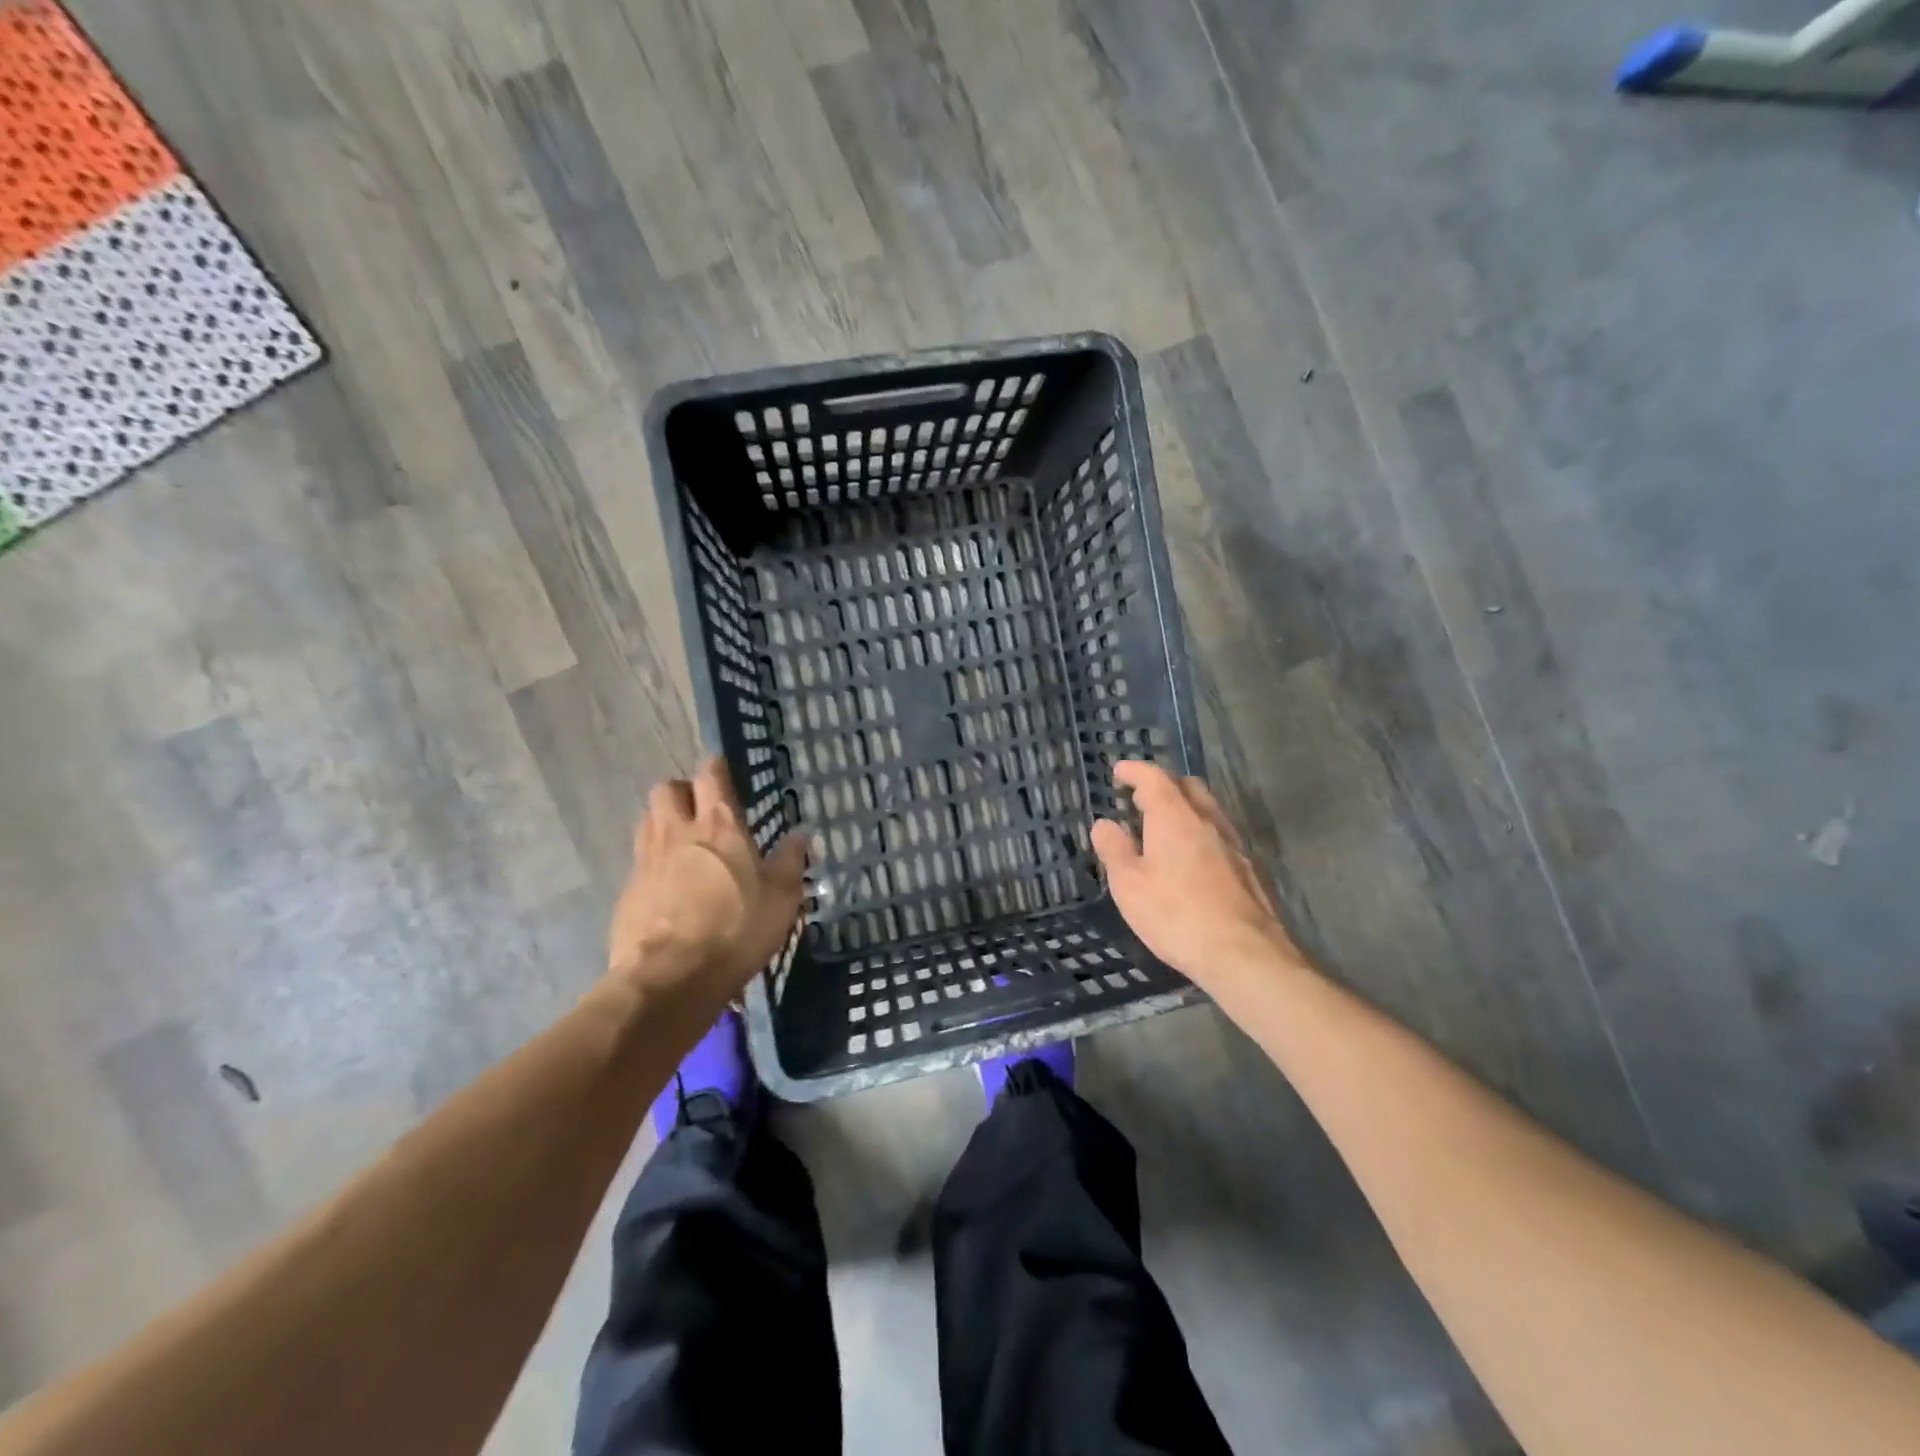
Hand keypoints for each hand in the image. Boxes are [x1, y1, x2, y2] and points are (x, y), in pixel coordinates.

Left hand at [607, 757, 808, 1001]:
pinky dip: (653, 862)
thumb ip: (791, 860)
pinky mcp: (627, 891)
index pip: (711, 773)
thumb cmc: (736, 930)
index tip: (726, 773)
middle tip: (702, 811)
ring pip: (648, 820)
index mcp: (719, 824)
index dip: (717, 768)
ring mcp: (646, 860)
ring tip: (685, 844)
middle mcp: (677, 831)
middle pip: (666, 789)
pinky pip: (639, 860)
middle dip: (683, 792)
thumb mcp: (782, 897)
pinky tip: (669, 886)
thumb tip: (800, 835)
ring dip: (664, 821)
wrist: (671, 979)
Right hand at [1091, 760, 1303, 985]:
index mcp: (1175, 817)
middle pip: (1188, 786)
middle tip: (1141, 800)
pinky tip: (1192, 860)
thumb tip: (1104, 824)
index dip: (1135, 771)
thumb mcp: (1129, 885)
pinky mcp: (1250, 869)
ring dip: (1185, 809)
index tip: (1119, 771)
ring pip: (1208, 810)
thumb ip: (1114, 850)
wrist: (1245, 955)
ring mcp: (1234, 844)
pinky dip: (1201, 833)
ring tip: (1164, 830)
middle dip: (1163, 785)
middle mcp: (1207, 821)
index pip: (1155, 778)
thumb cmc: (1176, 916)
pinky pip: (1221, 835)